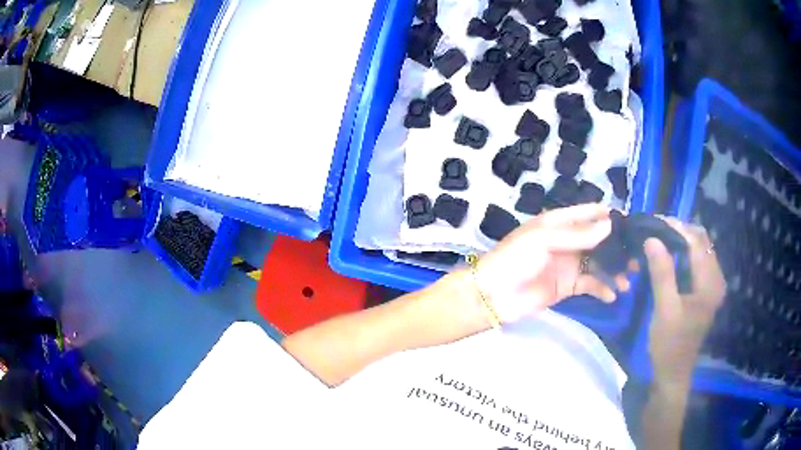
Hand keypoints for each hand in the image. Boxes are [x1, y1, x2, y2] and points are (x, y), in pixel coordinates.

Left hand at [473, 204, 629, 322]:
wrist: (492, 296)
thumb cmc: (514, 260)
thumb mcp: (543, 239)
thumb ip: (577, 234)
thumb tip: (609, 225)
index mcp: (559, 222)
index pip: (590, 214)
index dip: (610, 217)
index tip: (634, 225)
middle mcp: (568, 241)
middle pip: (599, 240)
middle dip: (618, 248)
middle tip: (638, 258)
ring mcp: (569, 265)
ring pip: (599, 264)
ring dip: (614, 271)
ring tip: (628, 281)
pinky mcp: (568, 287)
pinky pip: (590, 284)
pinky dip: (602, 288)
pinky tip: (612, 295)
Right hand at [644, 218, 725, 386]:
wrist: (673, 373)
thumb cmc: (669, 345)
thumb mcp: (664, 310)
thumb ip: (662, 273)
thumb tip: (652, 238)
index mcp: (710, 283)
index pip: (697, 242)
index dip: (676, 227)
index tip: (654, 220)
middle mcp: (717, 278)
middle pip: (702, 241)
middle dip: (679, 231)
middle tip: (655, 229)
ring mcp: (712, 284)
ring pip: (700, 248)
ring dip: (681, 240)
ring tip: (660, 238)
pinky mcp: (706, 290)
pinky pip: (697, 261)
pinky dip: (683, 252)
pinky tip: (669, 255)